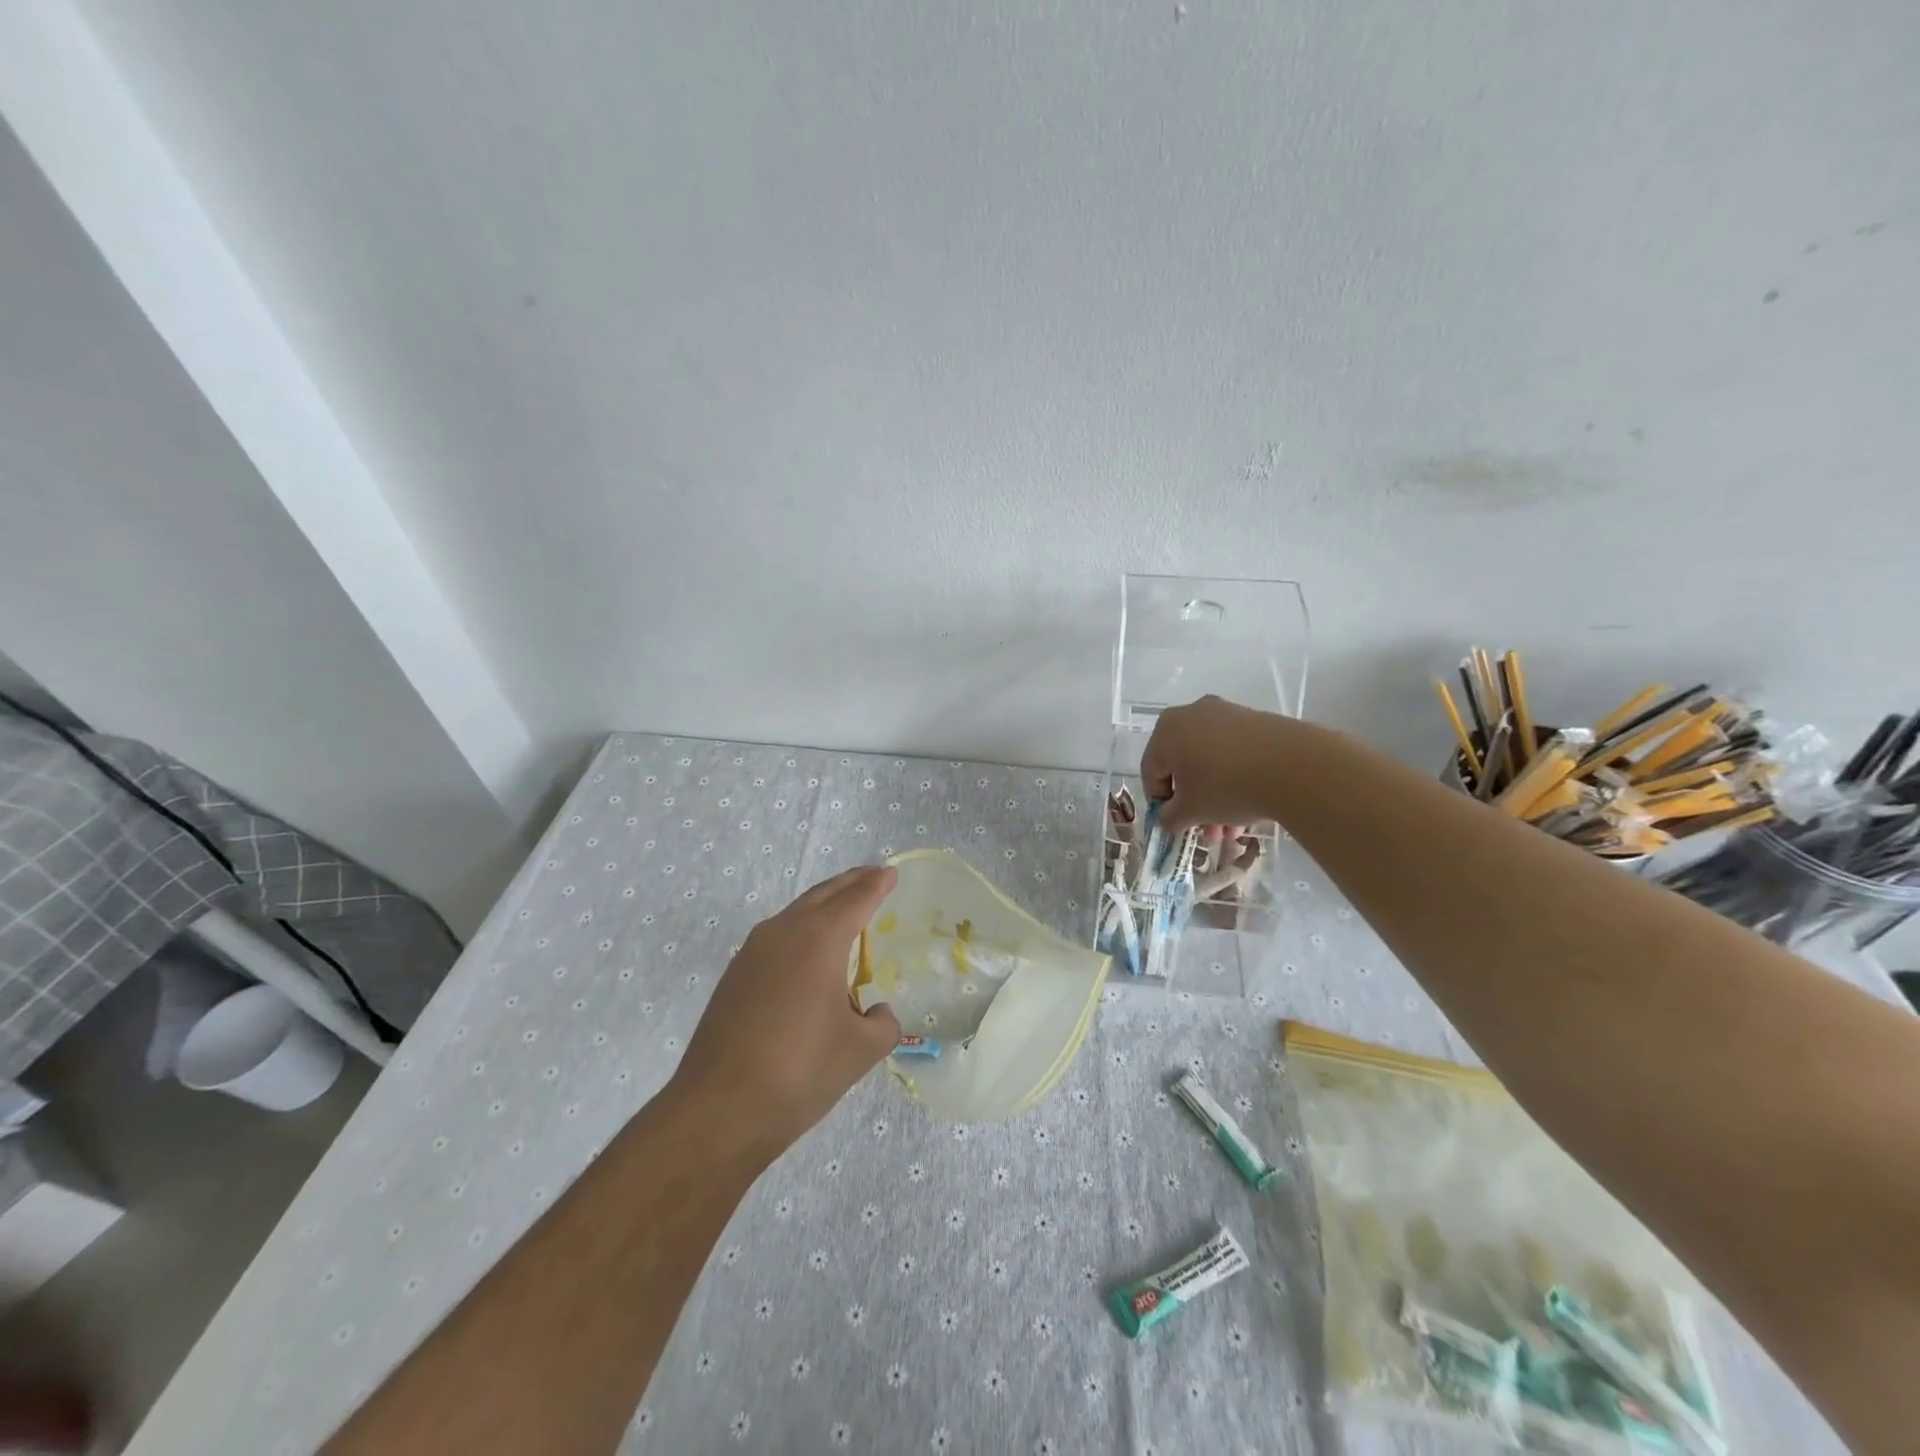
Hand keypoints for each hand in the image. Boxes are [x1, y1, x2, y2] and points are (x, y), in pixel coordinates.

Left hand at [673, 865, 900, 1155]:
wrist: (718, 1110)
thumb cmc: (799, 1072)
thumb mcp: (859, 1052)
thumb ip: (882, 1025)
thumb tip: (878, 1013)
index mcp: (819, 939)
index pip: (856, 899)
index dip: (877, 884)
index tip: (891, 872)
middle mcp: (783, 933)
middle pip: (823, 895)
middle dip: (850, 883)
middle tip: (872, 877)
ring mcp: (751, 953)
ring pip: (795, 913)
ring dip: (822, 905)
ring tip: (843, 910)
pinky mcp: (734, 976)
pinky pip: (776, 937)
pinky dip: (800, 930)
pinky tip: (807, 955)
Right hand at [1142, 695, 1288, 832]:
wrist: (1293, 767)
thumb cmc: (1225, 786)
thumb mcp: (1190, 811)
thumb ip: (1170, 817)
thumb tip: (1168, 819)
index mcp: (1167, 729)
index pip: (1152, 770)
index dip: (1160, 802)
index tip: (1175, 824)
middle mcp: (1193, 714)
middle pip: (1184, 766)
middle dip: (1193, 803)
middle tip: (1206, 830)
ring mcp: (1228, 714)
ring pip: (1212, 762)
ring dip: (1216, 797)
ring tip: (1232, 828)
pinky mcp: (1257, 721)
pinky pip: (1236, 754)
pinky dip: (1236, 779)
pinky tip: (1250, 807)